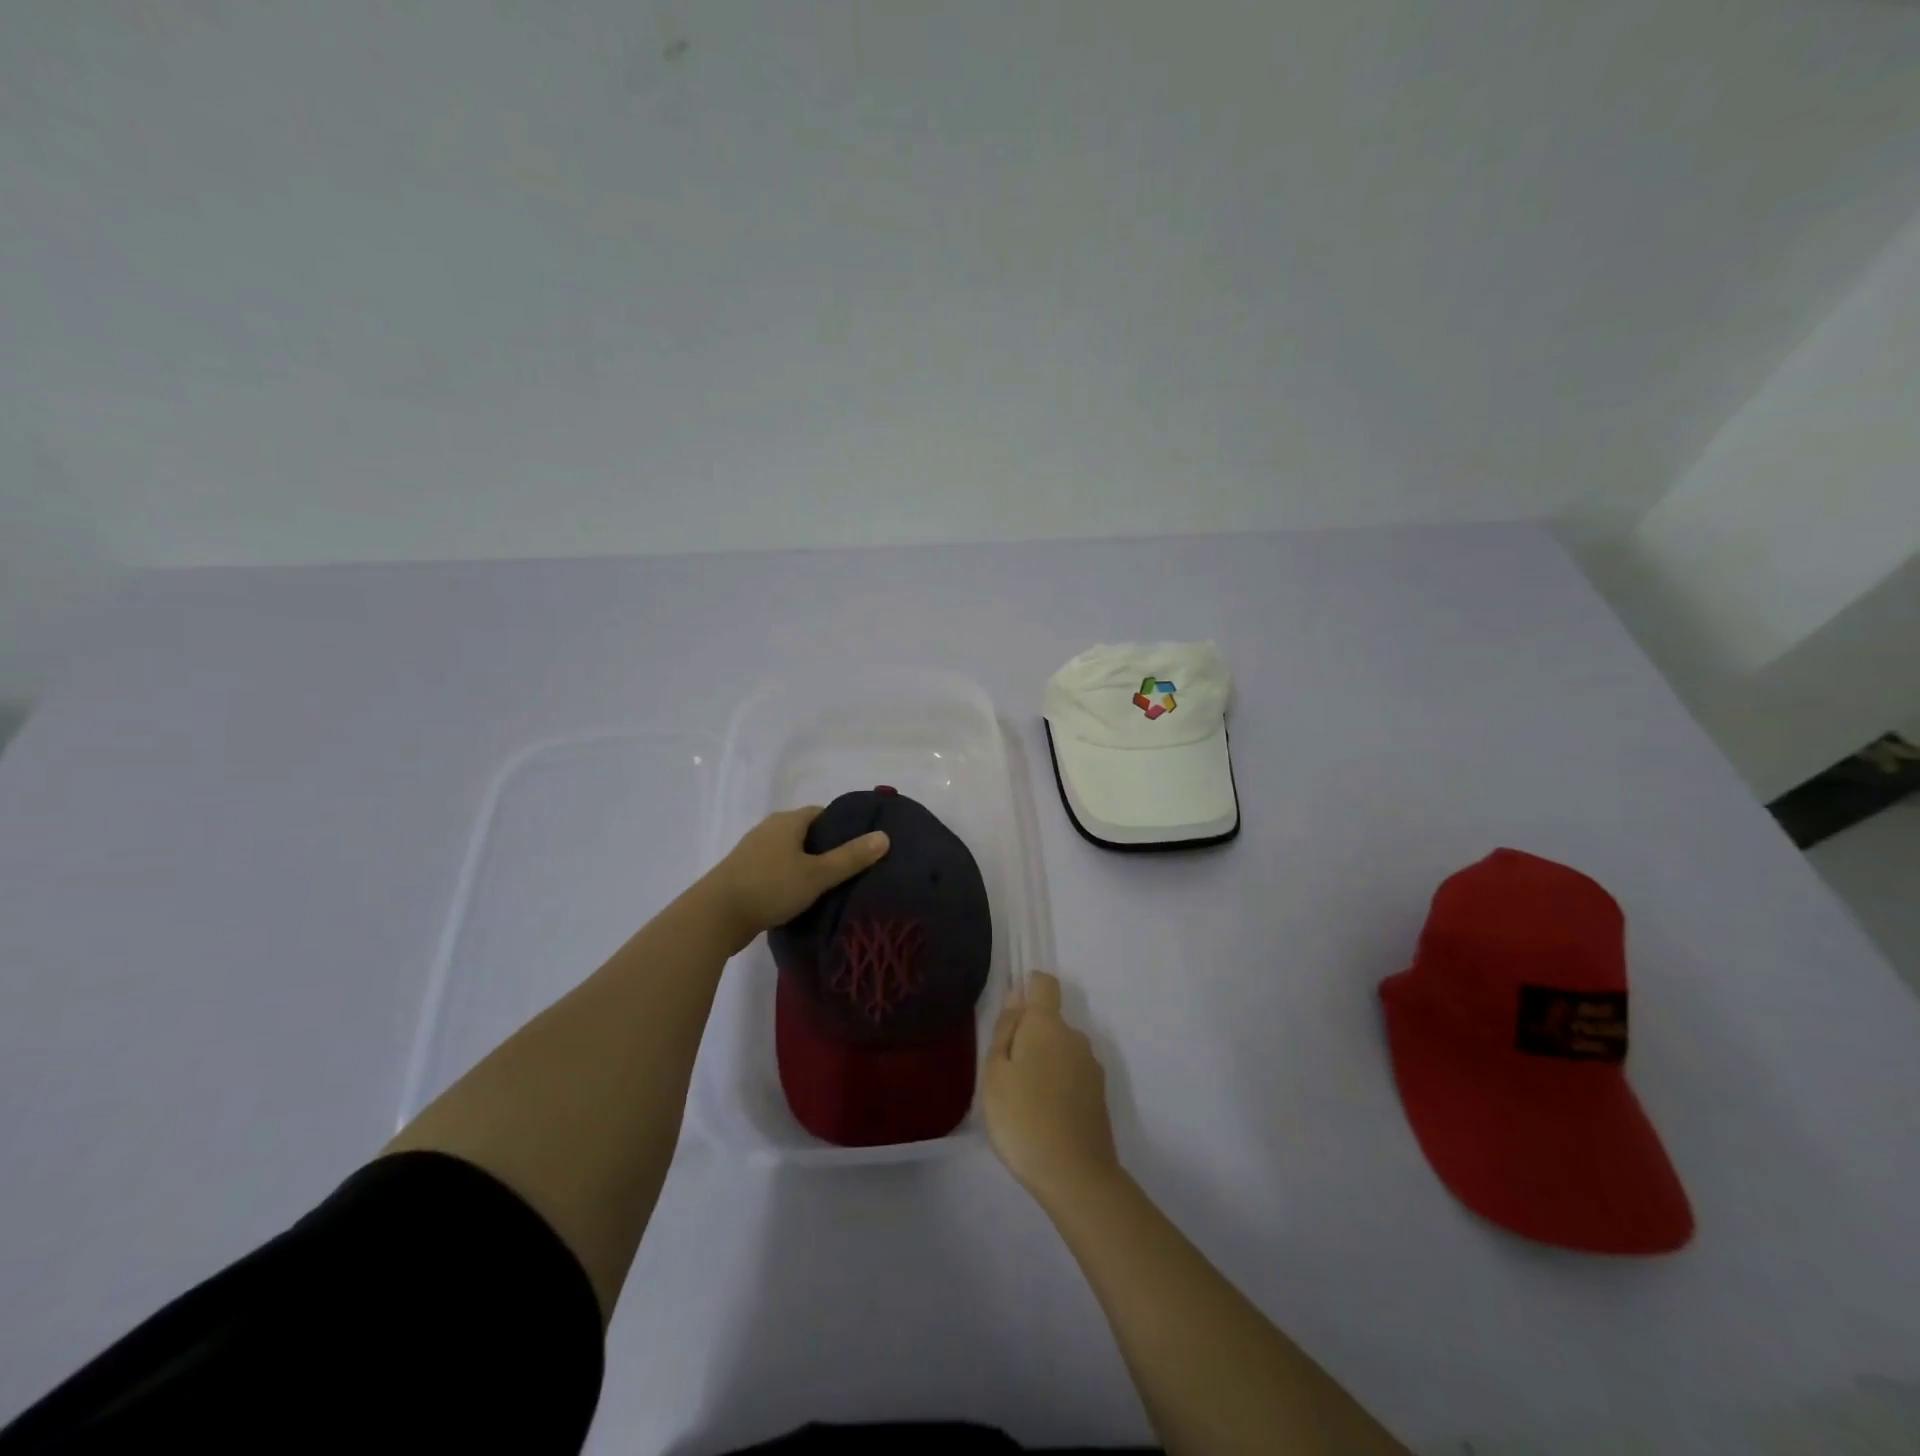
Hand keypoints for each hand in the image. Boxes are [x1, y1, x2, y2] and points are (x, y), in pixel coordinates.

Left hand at [700, 807, 889, 953]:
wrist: (714, 917)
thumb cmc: (769, 887)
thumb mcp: (817, 874)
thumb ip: (851, 857)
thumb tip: (884, 836)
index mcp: (787, 821)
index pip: (823, 813)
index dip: (844, 826)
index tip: (862, 845)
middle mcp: (769, 829)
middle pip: (807, 833)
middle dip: (828, 847)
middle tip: (853, 868)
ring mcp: (753, 852)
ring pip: (790, 853)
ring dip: (807, 865)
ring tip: (832, 886)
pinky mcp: (744, 874)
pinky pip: (776, 870)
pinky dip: (791, 879)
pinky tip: (802, 898)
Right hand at [983, 971, 1119, 1208]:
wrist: (1075, 1175)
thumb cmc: (1022, 1118)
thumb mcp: (995, 1072)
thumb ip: (1006, 1029)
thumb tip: (1017, 995)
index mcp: (1048, 1025)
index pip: (1044, 983)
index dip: (1028, 987)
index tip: (1011, 1014)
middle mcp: (1075, 1037)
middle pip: (1050, 1021)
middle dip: (1030, 1036)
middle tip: (1006, 1073)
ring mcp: (1091, 1067)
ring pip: (1062, 1050)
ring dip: (1044, 1062)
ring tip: (1023, 1099)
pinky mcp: (1099, 1095)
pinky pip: (1072, 1075)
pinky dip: (1058, 1084)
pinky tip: (1044, 1115)